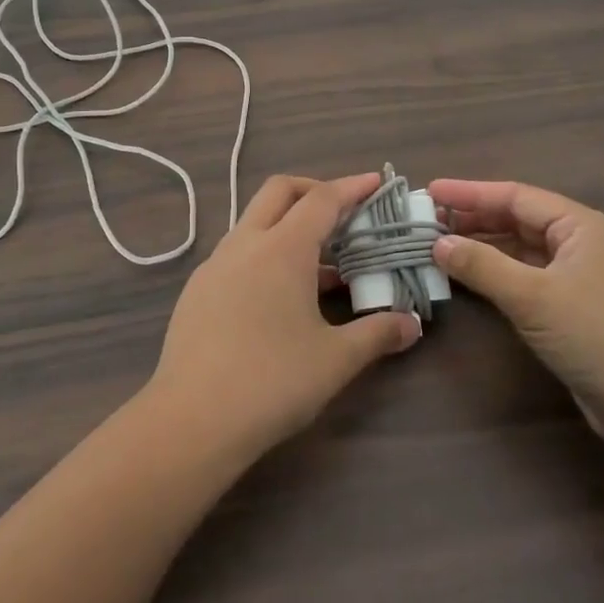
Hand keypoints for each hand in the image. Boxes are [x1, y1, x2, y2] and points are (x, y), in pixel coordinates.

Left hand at [145, 173, 422, 463]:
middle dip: (314, 191)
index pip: (322, 199)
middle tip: (345, 213)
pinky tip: (281, 295)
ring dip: (289, 226)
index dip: (352, 187)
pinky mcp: (197, 290)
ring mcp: (215, 265)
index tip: (376, 182)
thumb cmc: (272, 382)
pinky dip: (266, 254)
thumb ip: (377, 334)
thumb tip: (411, 324)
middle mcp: (244, 244)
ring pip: (255, 222)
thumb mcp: (335, 360)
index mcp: (281, 249)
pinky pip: (238, 253)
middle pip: (280, 192)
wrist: (192, 419)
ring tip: (323, 263)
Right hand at [429, 180, 603, 441]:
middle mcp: (579, 243)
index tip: (430, 191)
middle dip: (472, 218)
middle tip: (426, 220)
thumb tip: (437, 244)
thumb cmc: (596, 334)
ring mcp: (577, 276)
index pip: (515, 196)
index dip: (469, 193)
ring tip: (437, 245)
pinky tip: (467, 277)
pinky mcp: (571, 308)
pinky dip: (494, 274)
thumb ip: (482, 265)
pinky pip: (524, 277)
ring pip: (519, 249)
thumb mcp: (533, 296)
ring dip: (481, 246)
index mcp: (578, 225)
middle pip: (517, 219)